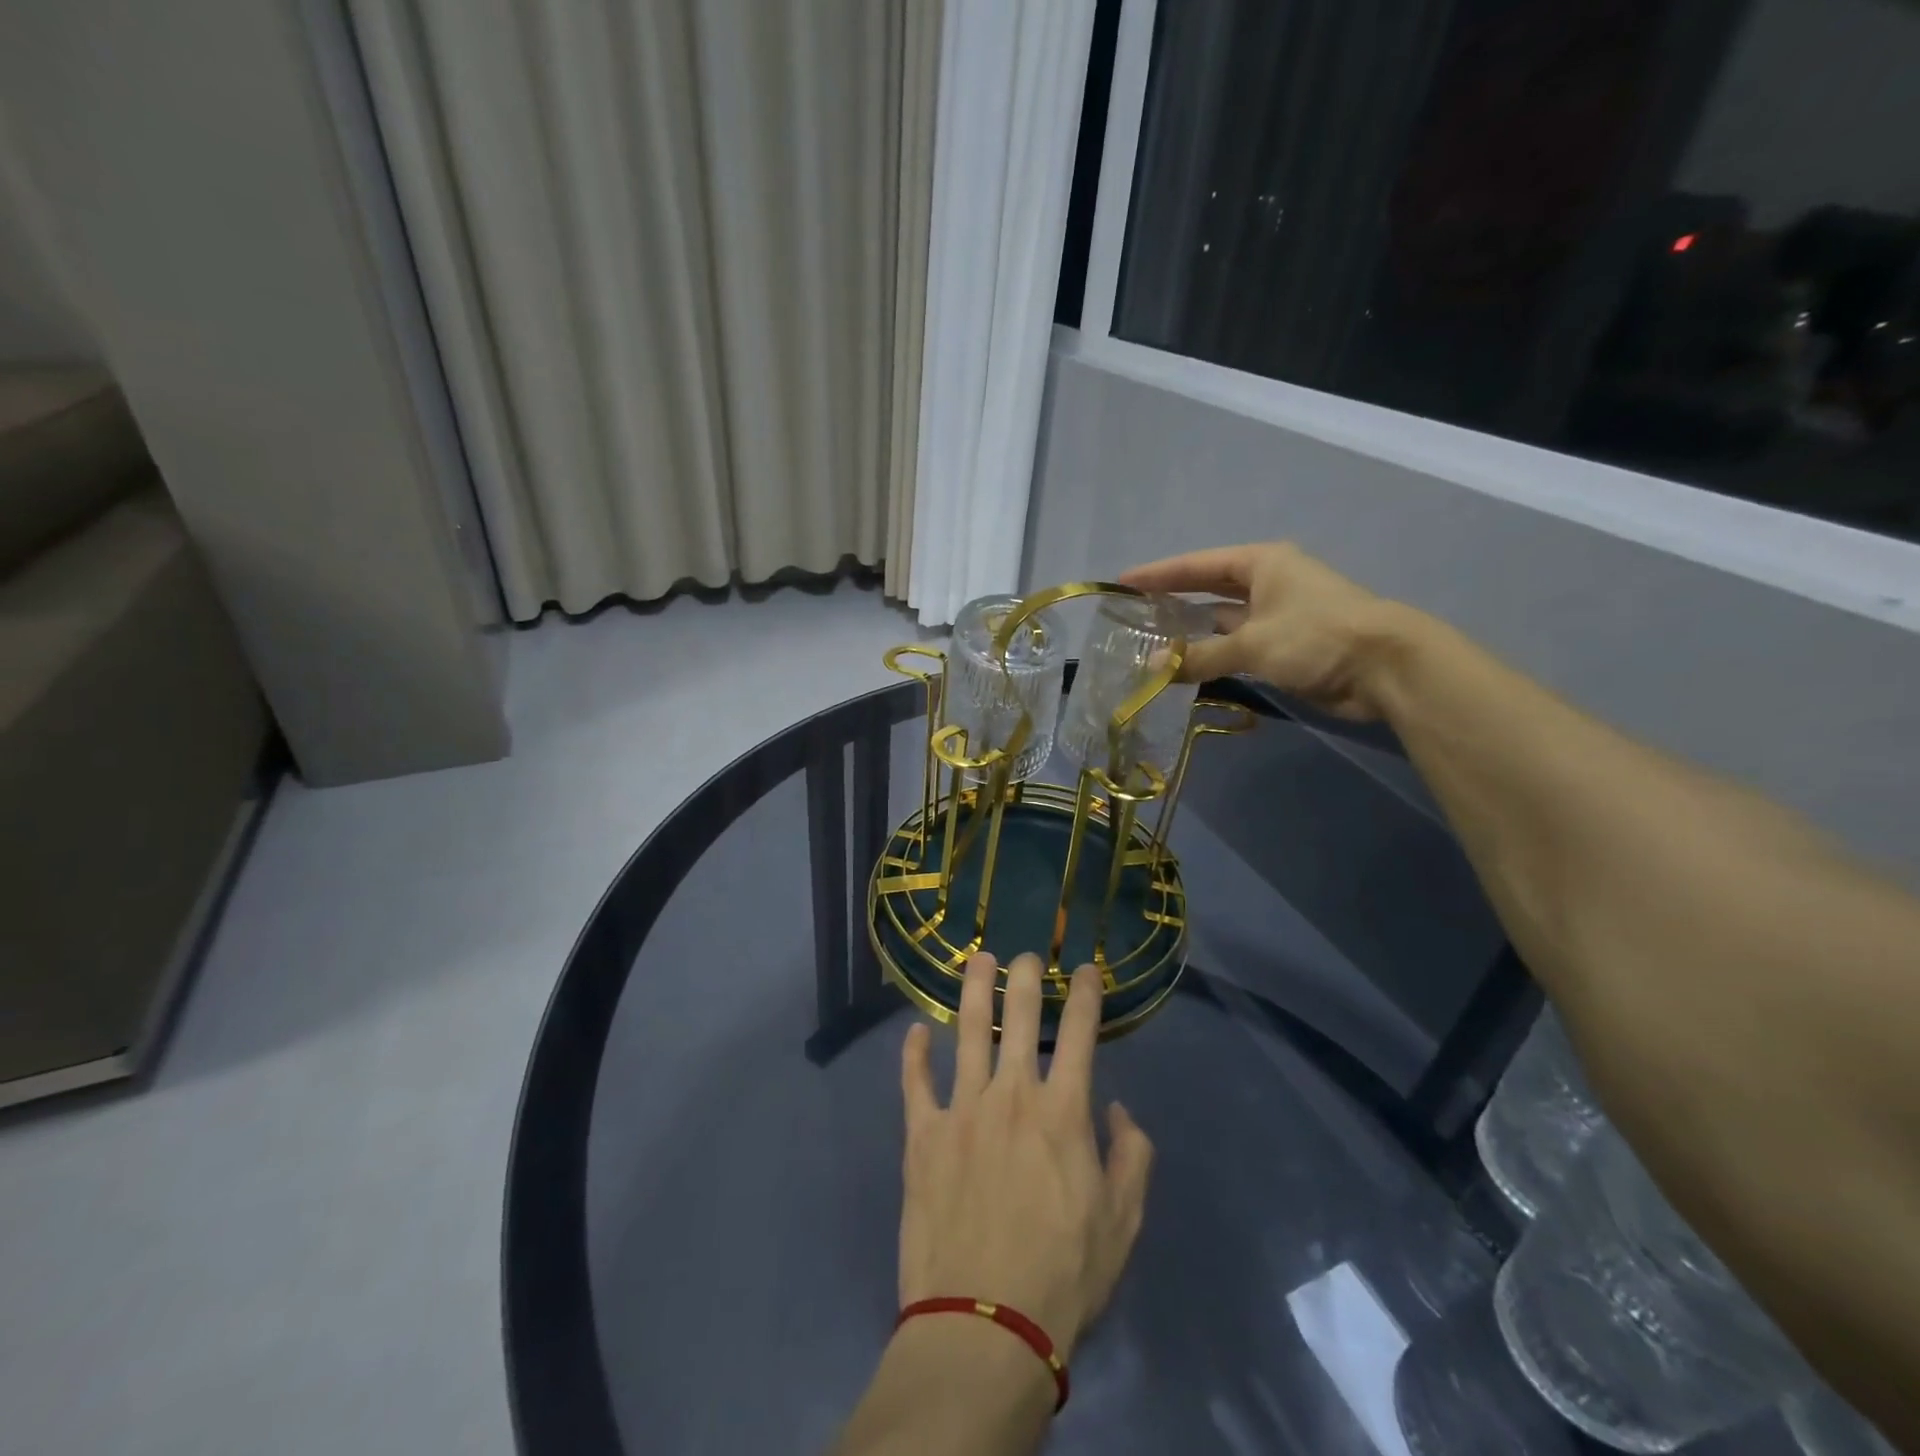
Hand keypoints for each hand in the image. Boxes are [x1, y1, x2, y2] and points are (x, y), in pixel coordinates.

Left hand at [897, 952, 1152, 1360]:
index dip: (1084, 994)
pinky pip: (915, 1083)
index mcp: (1062, 1112)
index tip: (1085, 969)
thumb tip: (1117, 1109)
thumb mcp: (1122, 1223)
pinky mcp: (922, 1136)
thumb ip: (1131, 1157)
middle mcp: (1011, 1096)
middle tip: (1025, 955)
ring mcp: (962, 1110)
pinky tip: (915, 1032)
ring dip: (973, 991)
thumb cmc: (1064, 1276)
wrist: (985, 1325)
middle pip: (1018, 1017)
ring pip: (967, 1032)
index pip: (1079, 1033)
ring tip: (977, 960)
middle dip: (1024, 977)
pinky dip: (914, 1054)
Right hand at [1120, 541, 1409, 720]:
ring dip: (1190, 633)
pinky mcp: (1284, 647)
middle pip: (1207, 589)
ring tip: (1148, 642)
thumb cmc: (1315, 636)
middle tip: (1131, 613)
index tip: (1122, 582)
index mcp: (1261, 564)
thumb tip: (1155, 667)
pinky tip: (1184, 666)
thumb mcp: (1252, 643)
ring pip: (1221, 622)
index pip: (1197, 565)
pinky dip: (1212, 655)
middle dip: (1172, 600)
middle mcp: (1267, 583)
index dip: (1158, 574)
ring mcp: (1276, 616)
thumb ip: (1200, 655)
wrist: (1383, 668)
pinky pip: (1236, 647)